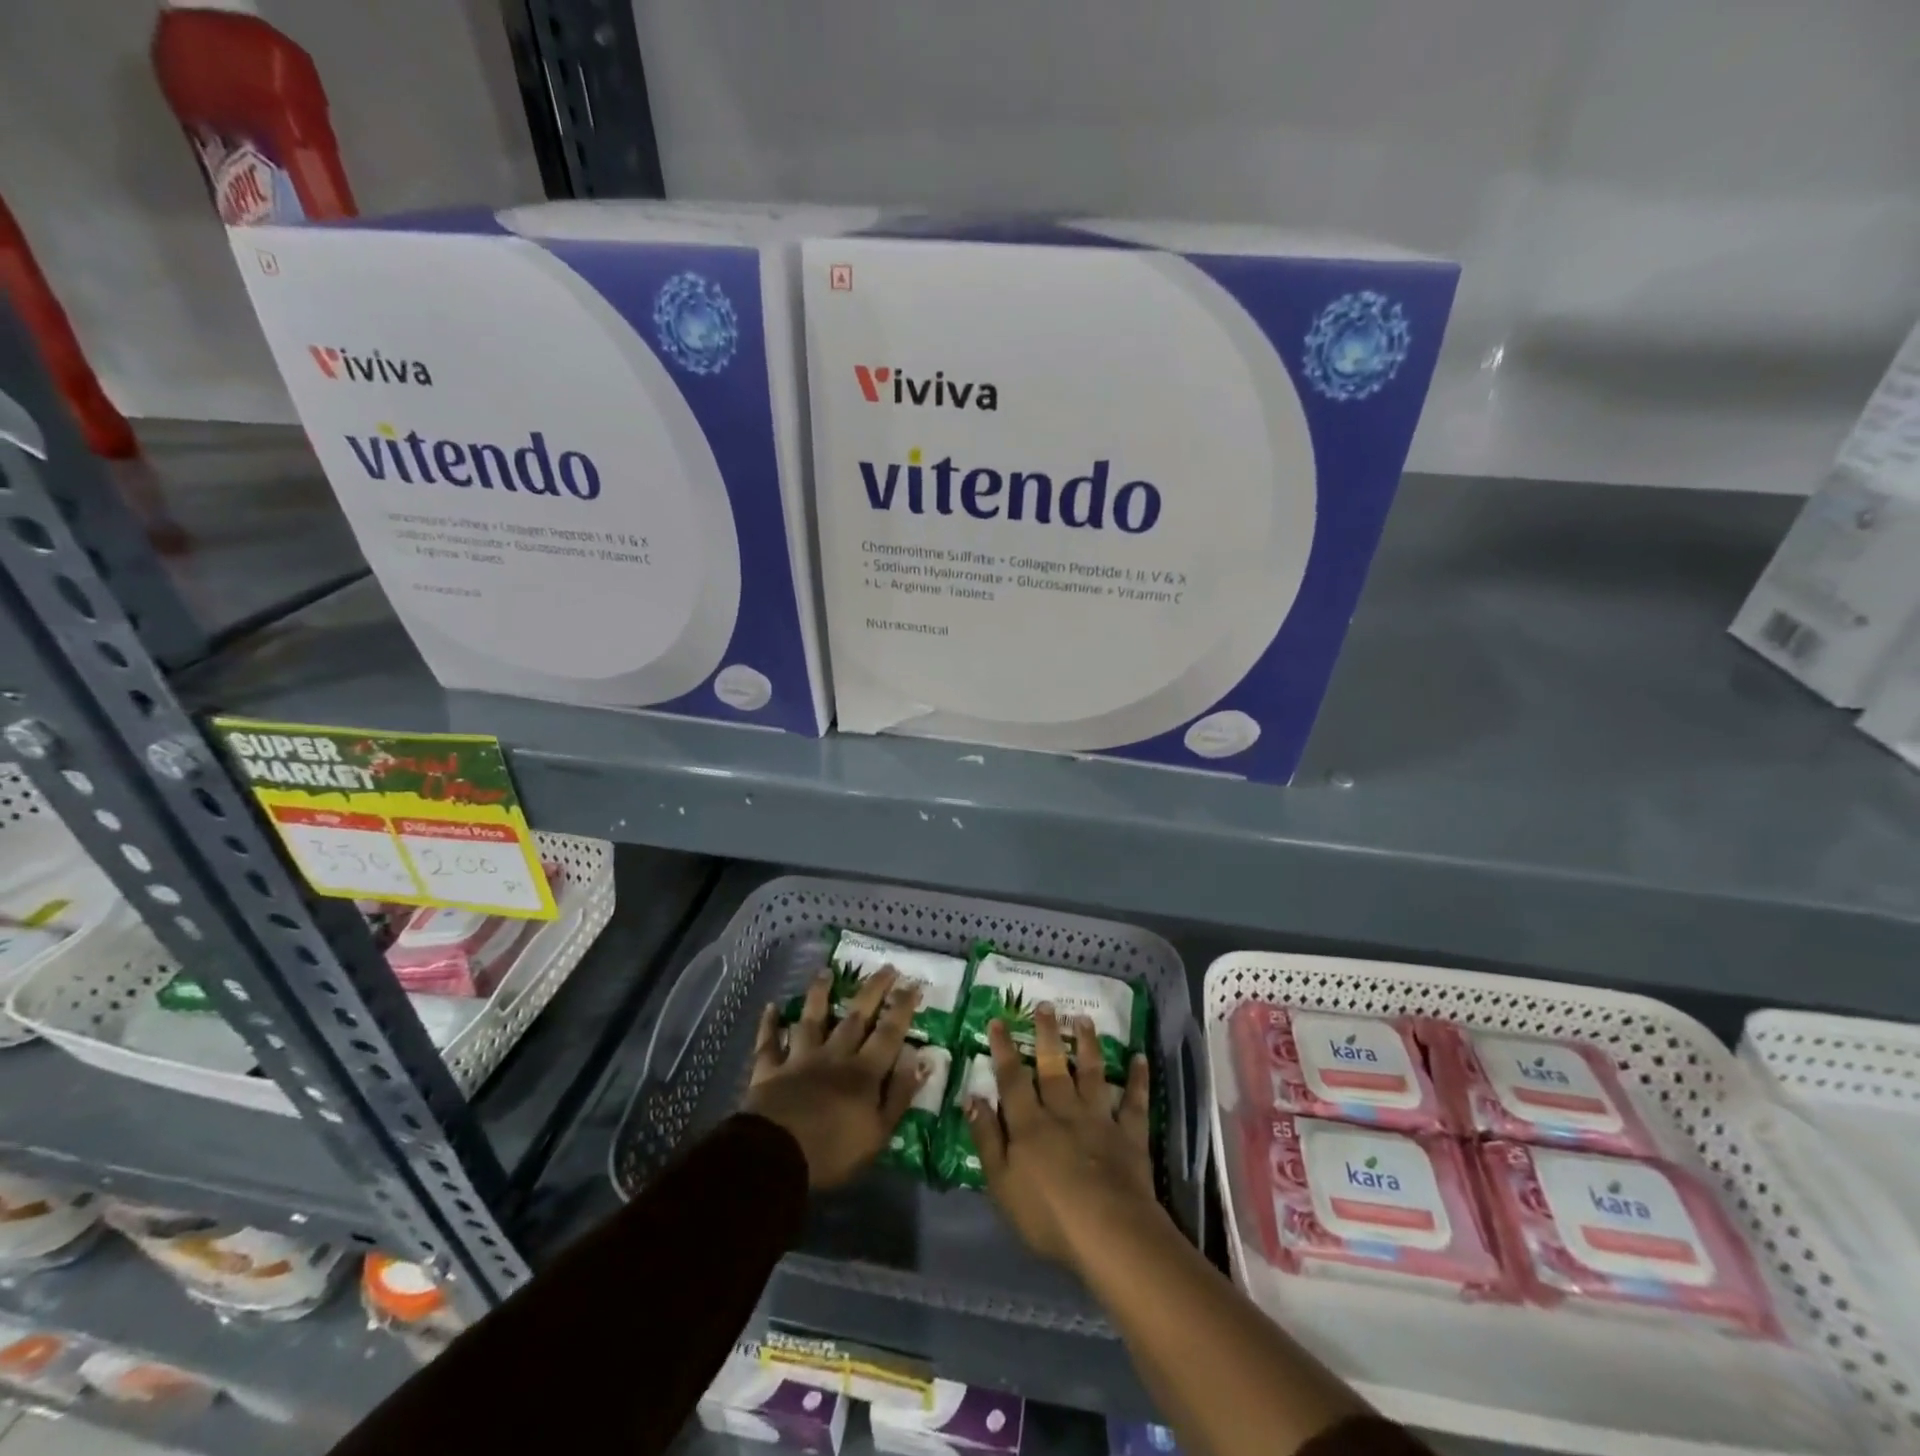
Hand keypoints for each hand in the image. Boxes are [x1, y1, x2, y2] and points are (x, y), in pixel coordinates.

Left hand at [743, 966, 926, 1188]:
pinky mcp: (770, 1070)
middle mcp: (834, 1056)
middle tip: (885, 967)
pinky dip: (769, 1024)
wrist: (775, 1157)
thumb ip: (899, 1094)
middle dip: (872, 991)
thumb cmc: (832, 1152)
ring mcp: (800, 1060)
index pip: (888, 1032)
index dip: (902, 1007)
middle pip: (855, 1017)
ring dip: (819, 994)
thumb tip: (919, 1058)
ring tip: (826, 972)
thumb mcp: (878, 1133)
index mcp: (863, 1072)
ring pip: (811, 1019)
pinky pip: (769, 1043)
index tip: (913, 983)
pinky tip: (771, 1007)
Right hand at [969, 1004, 1159, 1269]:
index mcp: (1029, 1123)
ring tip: (1084, 1020)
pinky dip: (1137, 1079)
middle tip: (1045, 1004)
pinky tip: (1139, 1058)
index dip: (1004, 1049)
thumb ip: (987, 1138)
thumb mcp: (1001, 1183)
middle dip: (1047, 1034)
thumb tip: (972, 1097)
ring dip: (1087, 1045)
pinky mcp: (1129, 1135)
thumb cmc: (1047, 1214)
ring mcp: (1099, 1119)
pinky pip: (1134, 1102)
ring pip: (1091, 1074)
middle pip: (1052, 1066)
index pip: (1012, 1079)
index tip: (998, 1020)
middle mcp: (1063, 1111)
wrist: (1107, 1231)